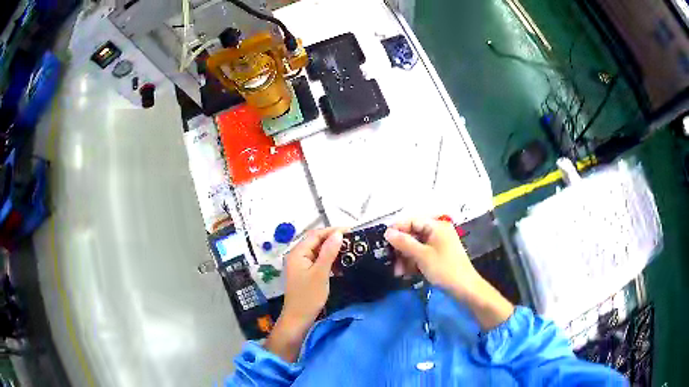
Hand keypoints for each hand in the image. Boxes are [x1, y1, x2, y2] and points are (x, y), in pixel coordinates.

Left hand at [265, 227, 343, 361]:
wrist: (299, 318)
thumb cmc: (308, 297)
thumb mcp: (321, 274)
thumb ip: (329, 252)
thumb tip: (338, 234)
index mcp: (297, 253)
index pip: (316, 235)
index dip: (332, 231)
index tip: (351, 231)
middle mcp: (297, 256)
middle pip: (316, 241)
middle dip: (333, 239)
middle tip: (352, 240)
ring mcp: (301, 265)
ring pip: (318, 251)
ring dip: (332, 250)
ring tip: (349, 249)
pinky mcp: (305, 273)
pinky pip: (318, 261)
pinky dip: (329, 260)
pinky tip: (340, 263)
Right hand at [384, 219, 513, 329]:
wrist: (465, 288)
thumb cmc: (445, 269)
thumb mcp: (422, 255)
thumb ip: (404, 242)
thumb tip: (387, 232)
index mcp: (437, 226)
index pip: (412, 221)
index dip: (397, 229)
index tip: (383, 242)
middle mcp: (437, 232)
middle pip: (413, 234)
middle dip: (400, 248)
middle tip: (390, 261)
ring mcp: (438, 244)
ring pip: (415, 246)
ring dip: (405, 258)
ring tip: (398, 272)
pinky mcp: (438, 256)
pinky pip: (421, 255)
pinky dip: (413, 262)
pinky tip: (406, 274)